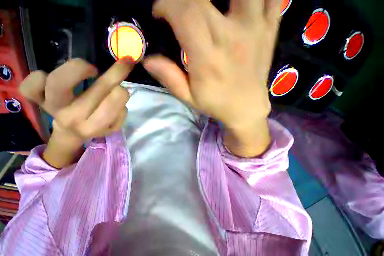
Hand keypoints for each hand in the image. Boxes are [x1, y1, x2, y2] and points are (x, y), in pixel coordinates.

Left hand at [20, 58, 133, 166]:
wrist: (70, 134)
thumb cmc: (95, 127)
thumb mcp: (113, 126)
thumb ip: (120, 112)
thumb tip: (119, 90)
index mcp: (93, 126)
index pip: (112, 105)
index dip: (121, 92)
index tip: (124, 85)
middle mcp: (72, 118)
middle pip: (96, 90)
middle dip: (116, 73)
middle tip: (124, 63)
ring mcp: (52, 107)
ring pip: (59, 81)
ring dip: (80, 69)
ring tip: (91, 70)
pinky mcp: (37, 100)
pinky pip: (29, 86)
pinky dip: (37, 77)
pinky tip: (51, 76)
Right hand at [144, 0, 280, 156]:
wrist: (246, 107)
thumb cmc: (214, 103)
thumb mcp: (187, 96)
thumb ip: (169, 78)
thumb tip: (148, 61)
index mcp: (207, 57)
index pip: (185, 15)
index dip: (167, 4)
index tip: (159, 11)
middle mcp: (231, 36)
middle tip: (177, 7)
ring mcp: (255, 27)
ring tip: (209, 3)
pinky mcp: (270, 27)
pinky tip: (241, 2)